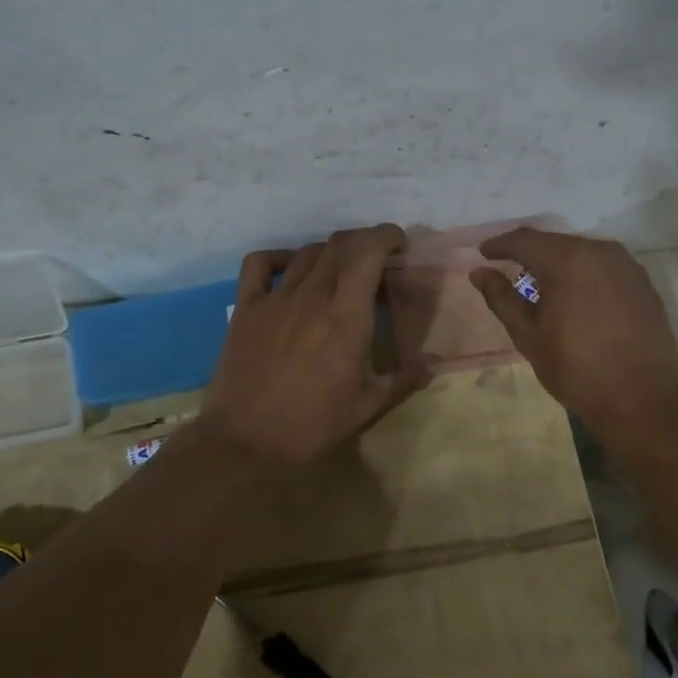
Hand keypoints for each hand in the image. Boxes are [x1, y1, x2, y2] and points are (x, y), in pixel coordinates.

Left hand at [199, 224, 427, 464]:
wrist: (245, 441)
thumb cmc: (312, 424)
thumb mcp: (367, 405)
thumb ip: (403, 378)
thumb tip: (432, 364)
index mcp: (346, 316)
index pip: (367, 251)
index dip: (387, 236)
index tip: (400, 246)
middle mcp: (312, 296)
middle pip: (340, 244)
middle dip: (365, 242)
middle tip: (377, 262)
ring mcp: (275, 299)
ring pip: (308, 252)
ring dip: (331, 252)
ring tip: (341, 271)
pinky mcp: (246, 307)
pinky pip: (260, 264)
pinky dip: (280, 257)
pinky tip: (291, 271)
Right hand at [469, 229, 677, 437]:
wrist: (642, 397)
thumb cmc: (576, 369)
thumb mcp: (529, 336)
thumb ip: (502, 299)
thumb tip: (479, 272)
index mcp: (567, 260)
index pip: (524, 240)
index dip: (500, 245)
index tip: (484, 254)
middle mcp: (599, 251)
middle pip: (555, 242)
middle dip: (530, 253)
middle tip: (510, 269)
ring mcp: (626, 265)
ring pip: (581, 253)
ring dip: (558, 263)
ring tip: (542, 285)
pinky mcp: (642, 282)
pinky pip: (604, 267)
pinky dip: (584, 274)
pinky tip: (576, 295)